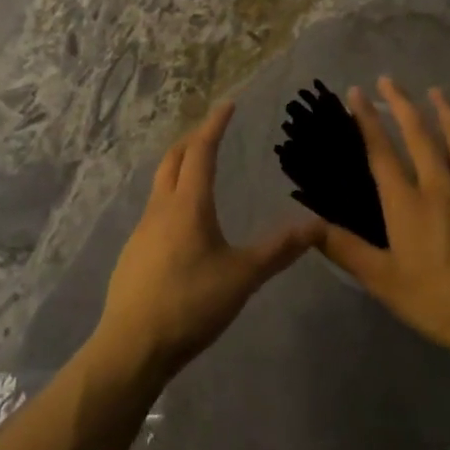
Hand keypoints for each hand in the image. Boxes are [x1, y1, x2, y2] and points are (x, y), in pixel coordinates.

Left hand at [94, 102, 322, 385]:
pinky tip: (182, 219)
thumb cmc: (190, 304)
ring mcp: (143, 228)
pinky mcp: (134, 250)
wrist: (132, 345)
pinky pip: (155, 207)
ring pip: (161, 181)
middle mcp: (162, 206)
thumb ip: (279, 250)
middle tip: (213, 130)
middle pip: (174, 158)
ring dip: (179, 165)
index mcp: (189, 203)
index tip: (228, 104)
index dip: (215, 125)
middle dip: (193, 139)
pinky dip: (171, 193)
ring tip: (198, 167)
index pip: (202, 150)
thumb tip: (317, 224)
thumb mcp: (242, 277)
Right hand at [317, 78, 449, 384]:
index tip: (356, 92)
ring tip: (437, 92)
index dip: (366, 120)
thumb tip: (309, 224)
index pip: (381, 151)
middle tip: (389, 80)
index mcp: (407, 203)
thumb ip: (346, 250)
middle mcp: (440, 186)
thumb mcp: (384, 282)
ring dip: (447, 112)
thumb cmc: (439, 301)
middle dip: (402, 104)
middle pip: (420, 135)